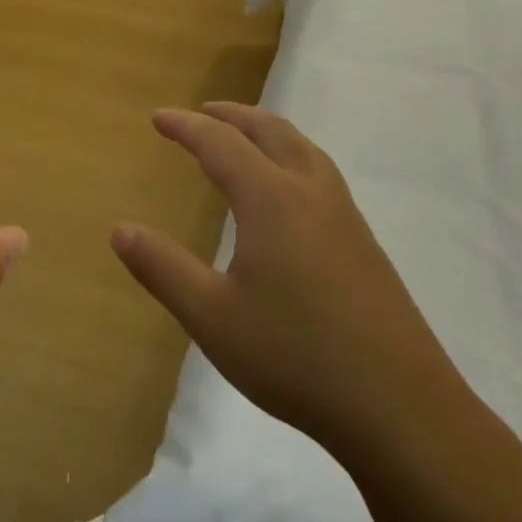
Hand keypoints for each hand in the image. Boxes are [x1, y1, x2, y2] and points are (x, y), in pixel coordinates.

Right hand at [110, 102, 476, 468]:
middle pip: (272, 132)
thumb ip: (162, 268)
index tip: (158, 118)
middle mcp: (312, 195)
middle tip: (202, 112)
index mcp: (272, 201)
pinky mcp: (365, 246)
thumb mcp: (211, 317)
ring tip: (244, 137)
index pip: (221, 145)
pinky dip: (292, 158)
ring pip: (305, 150)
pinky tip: (287, 195)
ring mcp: (346, 219)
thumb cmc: (295, 357)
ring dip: (268, 132)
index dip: (186, 127)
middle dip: (233, 116)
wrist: (402, 409)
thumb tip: (120, 230)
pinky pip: (322, 176)